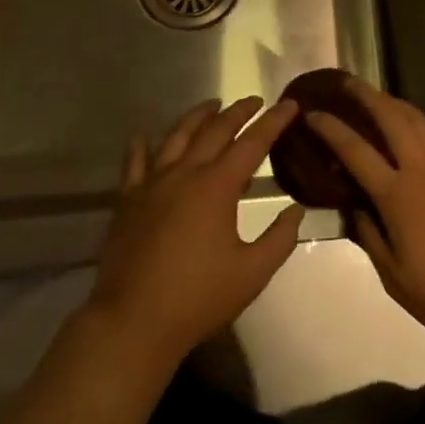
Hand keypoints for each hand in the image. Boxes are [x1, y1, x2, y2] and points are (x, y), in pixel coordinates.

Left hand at [87, 97, 305, 369]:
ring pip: (177, 136)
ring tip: (212, 105)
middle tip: (255, 101)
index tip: (290, 104)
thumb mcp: (252, 273)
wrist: (133, 322)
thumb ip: (279, 239)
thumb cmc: (198, 298)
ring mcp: (152, 183)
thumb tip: (296, 210)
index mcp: (217, 186)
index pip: (252, 143)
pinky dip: (141, 146)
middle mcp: (185, 173)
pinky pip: (134, 163)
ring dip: (198, 117)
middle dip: (238, 112)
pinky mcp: (128, 200)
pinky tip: (143, 136)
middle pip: (215, 130)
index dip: (274, 121)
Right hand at [306, 79, 424, 349]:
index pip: (355, 151)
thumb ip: (370, 237)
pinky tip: (418, 120)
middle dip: (366, 96)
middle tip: (347, 83)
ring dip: (394, 102)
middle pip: (391, 118)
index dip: (331, 129)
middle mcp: (422, 168)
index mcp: (397, 195)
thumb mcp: (396, 278)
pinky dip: (422, 118)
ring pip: (418, 118)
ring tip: (378, 96)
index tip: (313, 114)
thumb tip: (355, 207)